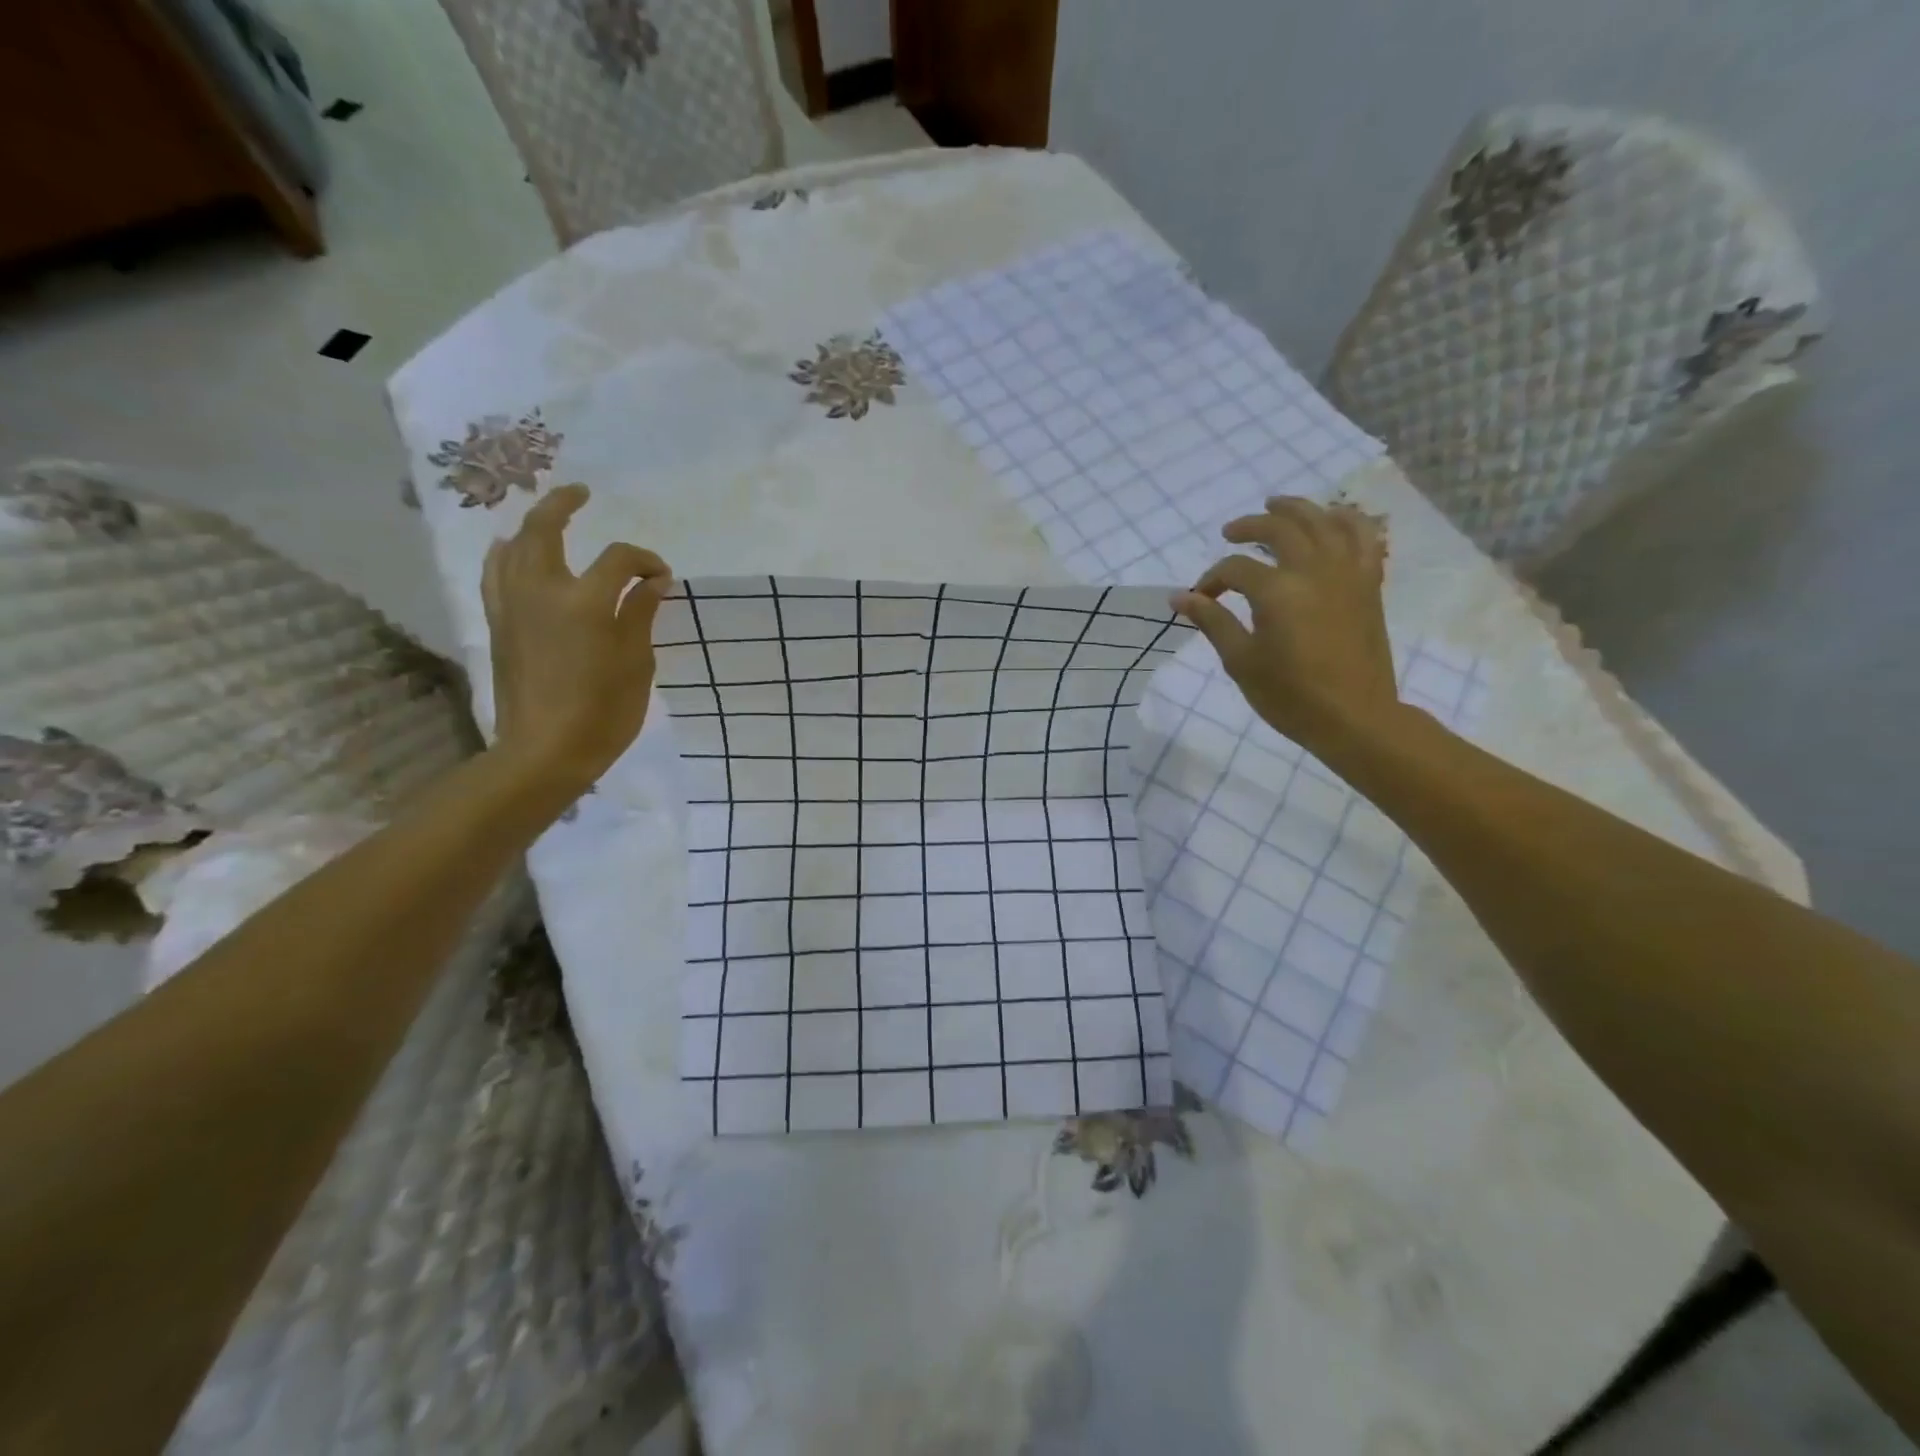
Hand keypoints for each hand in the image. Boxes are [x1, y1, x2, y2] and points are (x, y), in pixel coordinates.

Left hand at [481, 484, 672, 792]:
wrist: (544, 752)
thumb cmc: (604, 713)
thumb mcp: (636, 663)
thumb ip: (641, 614)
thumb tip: (654, 581)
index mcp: (586, 602)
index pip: (619, 560)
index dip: (645, 561)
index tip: (663, 577)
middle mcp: (542, 592)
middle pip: (545, 530)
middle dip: (564, 505)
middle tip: (582, 494)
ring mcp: (513, 606)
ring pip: (513, 547)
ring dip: (530, 525)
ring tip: (547, 518)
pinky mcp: (498, 625)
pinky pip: (496, 574)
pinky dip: (506, 554)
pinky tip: (512, 552)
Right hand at [1171, 497, 1397, 747]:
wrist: (1354, 718)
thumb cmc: (1290, 696)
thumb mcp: (1241, 661)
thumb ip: (1213, 622)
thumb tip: (1180, 597)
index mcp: (1277, 591)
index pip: (1235, 569)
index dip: (1212, 579)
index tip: (1201, 598)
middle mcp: (1314, 570)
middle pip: (1280, 528)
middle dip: (1250, 526)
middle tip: (1230, 532)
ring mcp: (1347, 574)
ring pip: (1324, 521)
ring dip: (1298, 509)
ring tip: (1278, 505)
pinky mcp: (1368, 584)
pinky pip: (1364, 538)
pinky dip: (1348, 521)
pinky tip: (1334, 517)